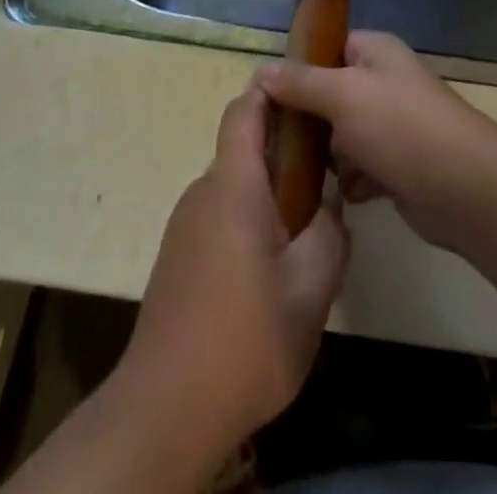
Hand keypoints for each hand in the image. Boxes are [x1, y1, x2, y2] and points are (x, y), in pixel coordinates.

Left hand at [119, 87, 349, 453]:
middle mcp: (203, 193)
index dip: (272, 89)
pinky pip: (219, 219)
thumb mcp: (312, 288)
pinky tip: (271, 271)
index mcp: (234, 184)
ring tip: (306, 229)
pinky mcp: (178, 260)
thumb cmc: (246, 338)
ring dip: (268, 194)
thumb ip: (330, 234)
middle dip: (284, 152)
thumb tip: (330, 207)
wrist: (165, 410)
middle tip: (326, 175)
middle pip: (244, 150)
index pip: (245, 110)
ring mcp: (185, 227)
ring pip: (234, 189)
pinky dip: (248, 223)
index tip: (304, 86)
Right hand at [255, 31, 496, 252]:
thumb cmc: (401, 127)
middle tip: (276, 142)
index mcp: (374, 53)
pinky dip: (351, 180)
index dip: (297, 68)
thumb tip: (259, 70)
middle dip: (307, 119)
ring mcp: (391, 125)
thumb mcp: (343, 95)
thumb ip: (301, 83)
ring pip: (341, 135)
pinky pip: (359, 167)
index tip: (264, 96)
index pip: (326, 48)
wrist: (465, 189)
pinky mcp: (397, 165)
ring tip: (302, 173)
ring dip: (327, 156)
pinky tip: (343, 194)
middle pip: (329, 94)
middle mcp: (383, 83)